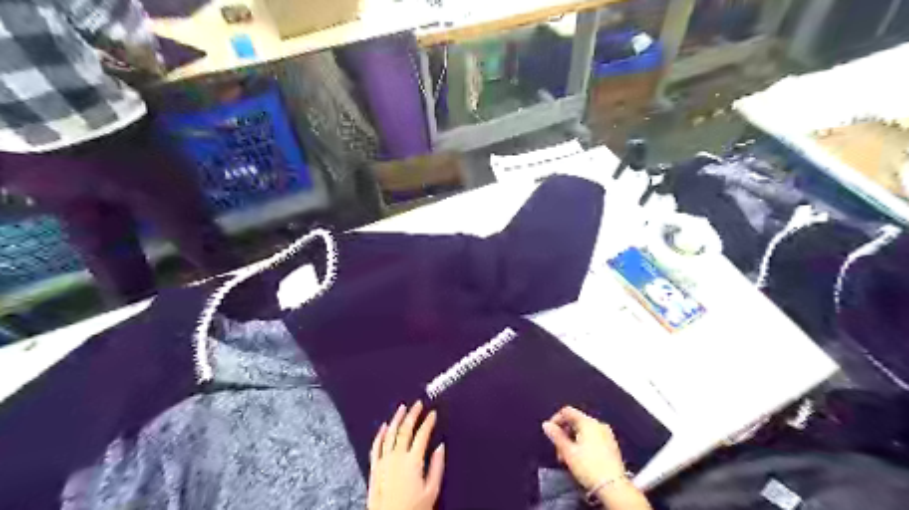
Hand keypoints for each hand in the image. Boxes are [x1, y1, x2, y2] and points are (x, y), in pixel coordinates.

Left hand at [364, 402, 443, 509]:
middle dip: (413, 414)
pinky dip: (380, 434)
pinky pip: (376, 446)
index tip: (432, 414)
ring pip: (390, 433)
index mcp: (413, 461)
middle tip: (418, 404)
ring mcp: (384, 461)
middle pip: (405, 429)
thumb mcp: (431, 491)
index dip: (428, 422)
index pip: (422, 434)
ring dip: (397, 419)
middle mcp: (397, 457)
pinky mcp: (374, 468)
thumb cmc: (412, 509)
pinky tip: (384, 426)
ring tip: (402, 408)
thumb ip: (437, 467)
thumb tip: (440, 448)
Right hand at [538, 404, 625, 491]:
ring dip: (573, 440)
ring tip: (568, 457)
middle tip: (559, 450)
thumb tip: (546, 424)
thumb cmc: (588, 467)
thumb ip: (556, 435)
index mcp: (587, 422)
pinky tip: (581, 458)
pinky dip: (584, 443)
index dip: (556, 419)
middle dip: (564, 433)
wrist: (613, 487)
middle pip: (575, 421)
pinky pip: (593, 437)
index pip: (567, 411)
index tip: (550, 433)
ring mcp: (607, 434)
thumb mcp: (568, 452)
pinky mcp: (612, 445)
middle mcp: (598, 424)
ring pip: (584, 431)